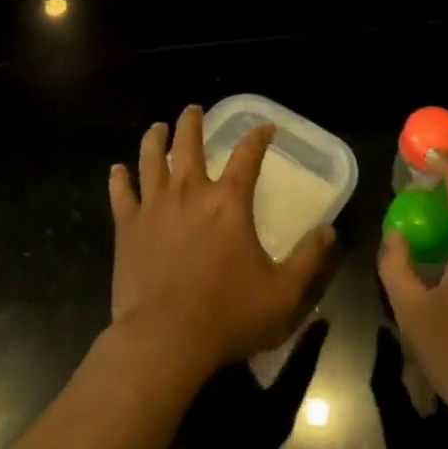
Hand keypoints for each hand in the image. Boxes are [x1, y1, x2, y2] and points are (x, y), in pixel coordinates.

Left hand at [109, 106, 335, 379]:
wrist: (164, 339)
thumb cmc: (228, 314)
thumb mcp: (283, 293)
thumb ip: (309, 259)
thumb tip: (329, 231)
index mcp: (229, 202)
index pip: (247, 155)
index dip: (258, 136)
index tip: (265, 127)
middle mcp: (190, 192)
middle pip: (189, 144)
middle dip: (193, 122)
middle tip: (194, 109)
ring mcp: (154, 207)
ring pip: (151, 159)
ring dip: (156, 139)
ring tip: (157, 127)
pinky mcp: (127, 228)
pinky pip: (121, 194)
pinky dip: (119, 178)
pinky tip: (118, 170)